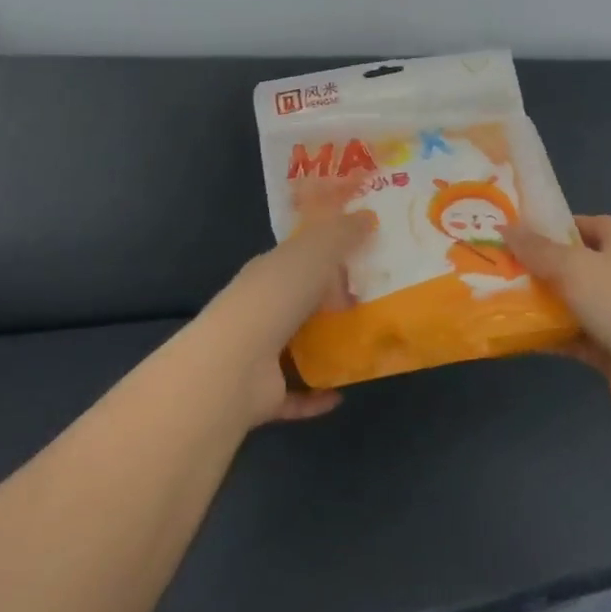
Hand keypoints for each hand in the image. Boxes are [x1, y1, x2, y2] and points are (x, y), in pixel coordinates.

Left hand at [199, 204, 374, 424]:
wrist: (235, 365)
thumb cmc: (276, 297)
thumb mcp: (315, 252)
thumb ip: (342, 234)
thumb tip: (368, 216)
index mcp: (269, 272)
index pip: (298, 258)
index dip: (327, 253)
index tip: (362, 255)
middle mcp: (262, 310)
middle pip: (301, 303)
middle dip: (332, 303)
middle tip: (375, 302)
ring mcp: (259, 354)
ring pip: (298, 348)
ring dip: (326, 349)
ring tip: (365, 346)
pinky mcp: (264, 394)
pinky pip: (296, 393)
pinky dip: (317, 395)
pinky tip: (342, 392)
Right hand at [507, 216, 610, 430]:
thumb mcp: (575, 268)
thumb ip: (537, 249)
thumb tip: (505, 226)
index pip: (579, 224)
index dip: (548, 226)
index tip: (512, 232)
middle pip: (568, 262)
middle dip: (533, 265)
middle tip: (492, 265)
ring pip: (566, 300)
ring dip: (535, 301)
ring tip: (490, 296)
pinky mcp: (606, 346)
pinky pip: (568, 334)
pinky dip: (544, 333)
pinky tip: (510, 332)